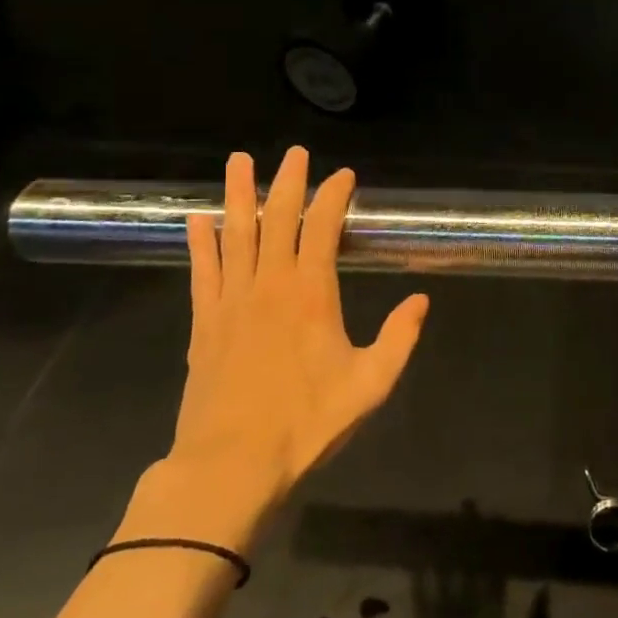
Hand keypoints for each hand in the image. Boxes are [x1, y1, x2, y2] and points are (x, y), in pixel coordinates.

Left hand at [128, 148, 428, 550]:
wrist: (230, 465)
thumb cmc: (306, 424)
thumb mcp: (370, 385)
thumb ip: (399, 338)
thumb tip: (421, 300)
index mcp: (311, 294)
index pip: (323, 227)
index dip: (334, 196)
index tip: (344, 175)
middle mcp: (269, 284)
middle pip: (276, 219)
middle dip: (287, 181)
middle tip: (294, 152)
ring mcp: (232, 300)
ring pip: (235, 234)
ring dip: (237, 195)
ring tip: (238, 160)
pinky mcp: (205, 322)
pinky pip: (202, 270)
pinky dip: (200, 241)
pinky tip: (197, 218)